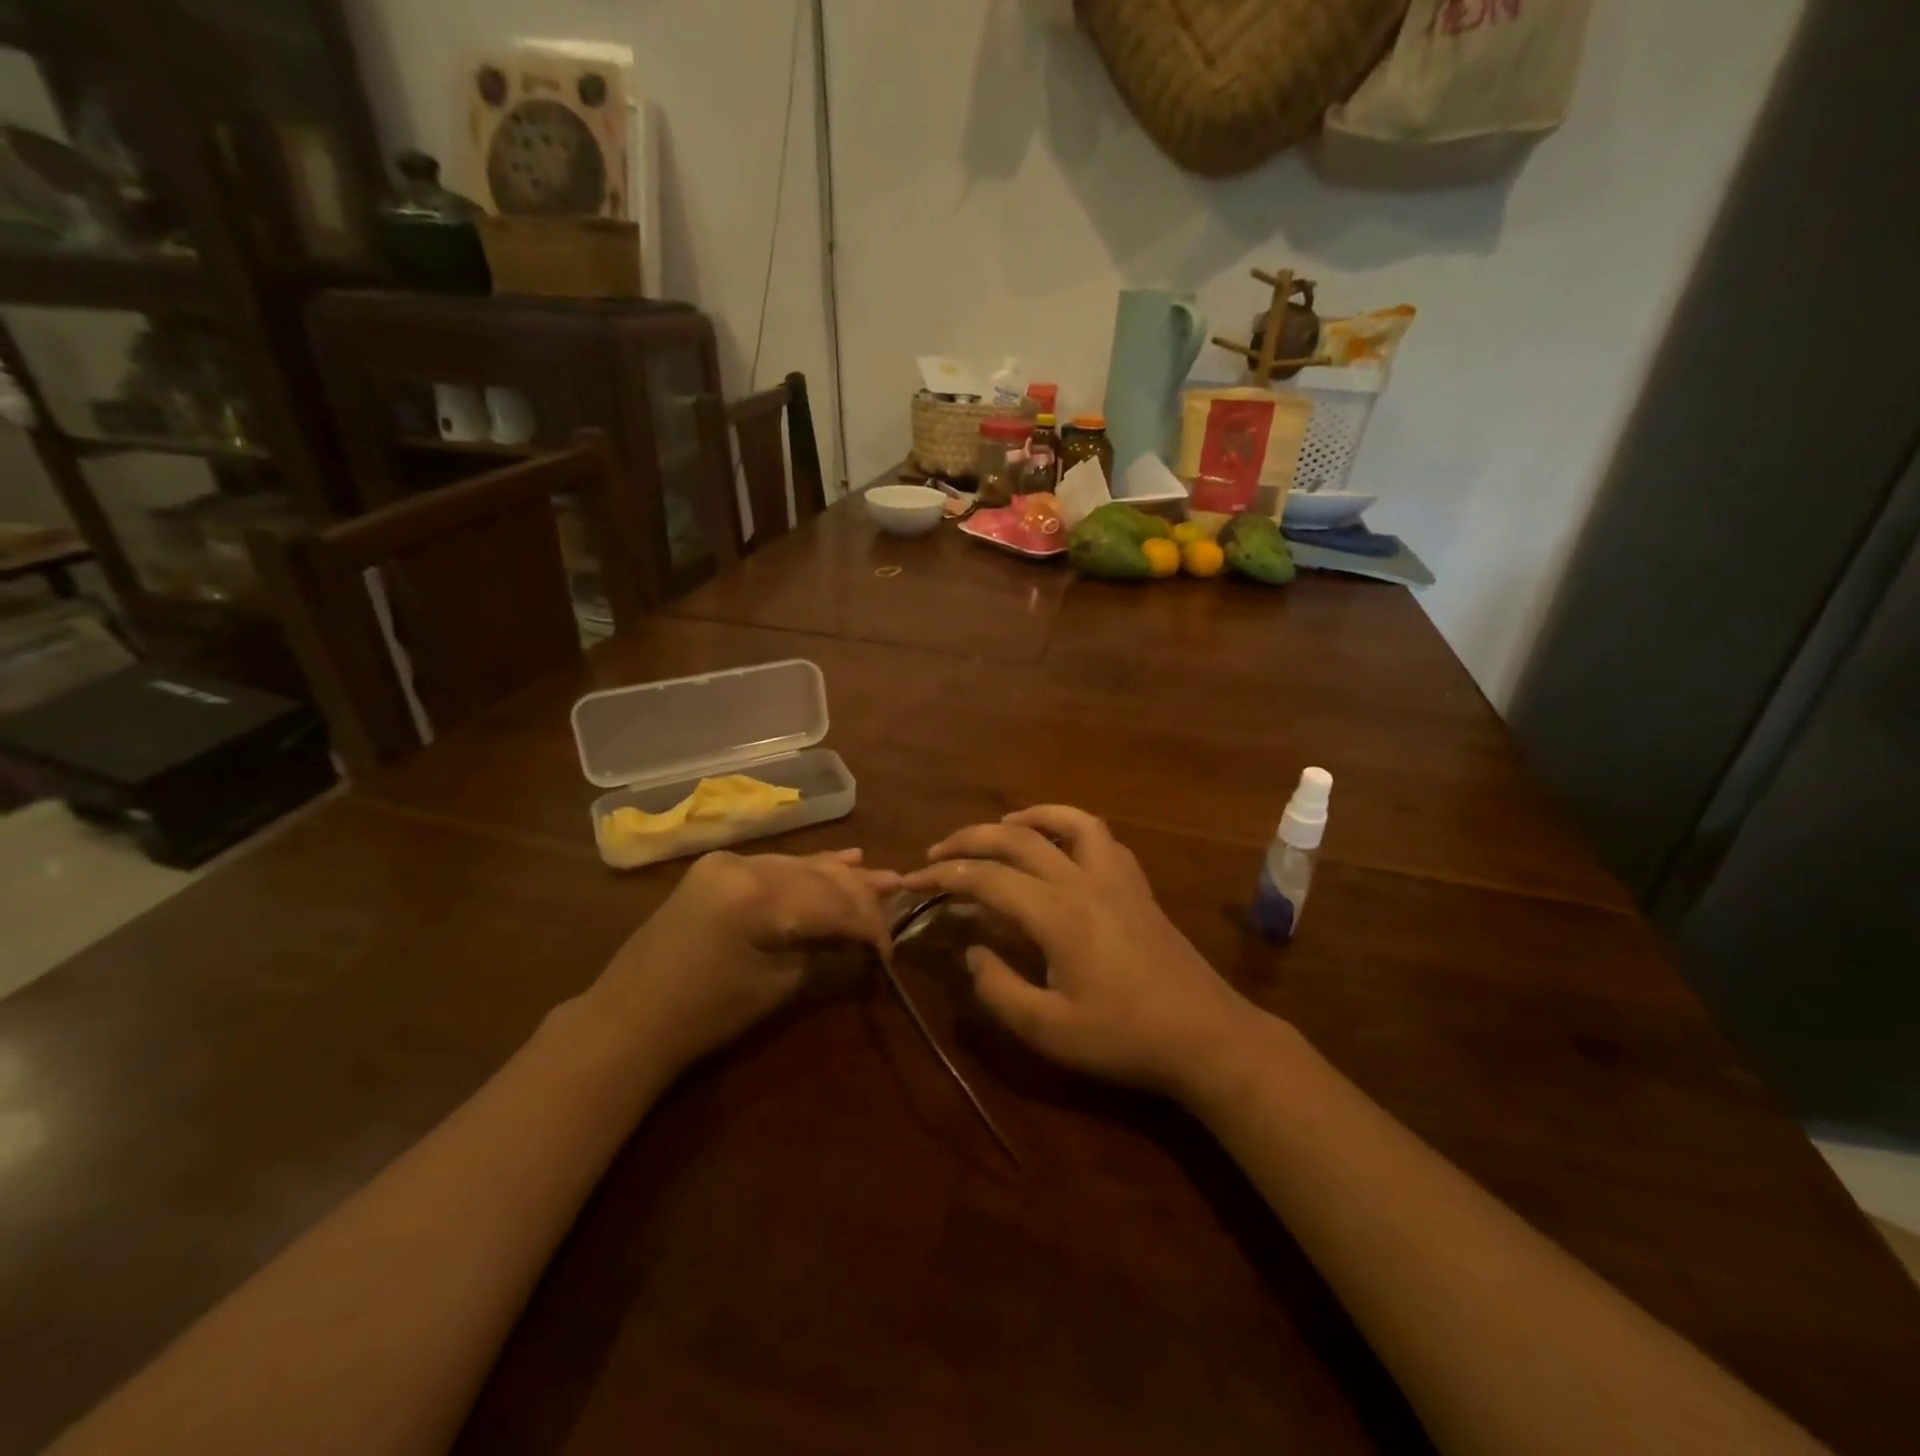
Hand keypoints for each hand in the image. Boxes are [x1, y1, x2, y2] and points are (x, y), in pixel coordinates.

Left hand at [592, 848, 898, 1074]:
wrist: (630, 1019)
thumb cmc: (707, 1015)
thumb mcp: (778, 985)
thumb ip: (825, 949)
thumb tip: (863, 938)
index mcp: (758, 896)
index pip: (833, 902)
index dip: (868, 924)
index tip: (890, 947)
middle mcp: (744, 865)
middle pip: (819, 877)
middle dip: (860, 896)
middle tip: (897, 900)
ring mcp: (727, 862)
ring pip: (800, 865)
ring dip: (840, 875)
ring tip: (882, 878)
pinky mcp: (718, 868)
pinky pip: (775, 865)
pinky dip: (808, 868)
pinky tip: (843, 858)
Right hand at [901, 806, 1256, 1098]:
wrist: (1206, 1036)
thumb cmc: (1124, 1037)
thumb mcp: (1048, 1030)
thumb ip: (998, 989)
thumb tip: (972, 953)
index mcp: (1057, 914)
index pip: (986, 878)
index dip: (943, 875)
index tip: (911, 880)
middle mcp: (1084, 881)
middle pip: (1018, 839)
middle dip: (970, 839)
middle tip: (938, 851)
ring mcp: (1117, 878)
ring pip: (1069, 821)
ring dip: (1029, 817)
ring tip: (1001, 827)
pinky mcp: (1138, 887)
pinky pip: (1102, 839)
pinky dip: (1072, 828)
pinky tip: (1061, 848)